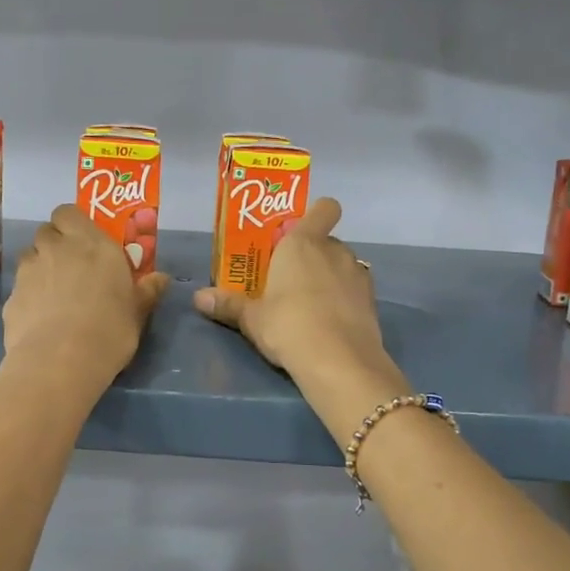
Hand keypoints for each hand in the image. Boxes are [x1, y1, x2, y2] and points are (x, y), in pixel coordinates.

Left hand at [3, 204, 169, 385]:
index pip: (68, 212)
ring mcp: (29, 271)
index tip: (84, 241)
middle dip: (56, 244)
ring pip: (30, 256)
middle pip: (47, 231)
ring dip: (40, 266)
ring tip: (54, 293)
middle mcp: (56, 248)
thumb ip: (147, 291)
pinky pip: (20, 287)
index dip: (73, 223)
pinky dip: (29, 296)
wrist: (59, 362)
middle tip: (72, 266)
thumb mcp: (137, 312)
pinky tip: (41, 319)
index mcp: (90, 243)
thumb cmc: (109, 330)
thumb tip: (161, 278)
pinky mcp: (11, 297)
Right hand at [193, 199, 387, 378]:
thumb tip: (198, 298)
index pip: (324, 208)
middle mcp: (334, 250)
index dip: (315, 214)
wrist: (340, 362)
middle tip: (289, 279)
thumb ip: (228, 305)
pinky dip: (344, 298)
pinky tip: (330, 322)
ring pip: (342, 265)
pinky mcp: (372, 300)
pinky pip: (354, 289)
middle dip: (311, 255)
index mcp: (303, 243)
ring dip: (329, 276)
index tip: (296, 233)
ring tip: (310, 304)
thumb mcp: (252, 318)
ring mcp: (358, 274)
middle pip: (326, 241)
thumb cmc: (288, 326)